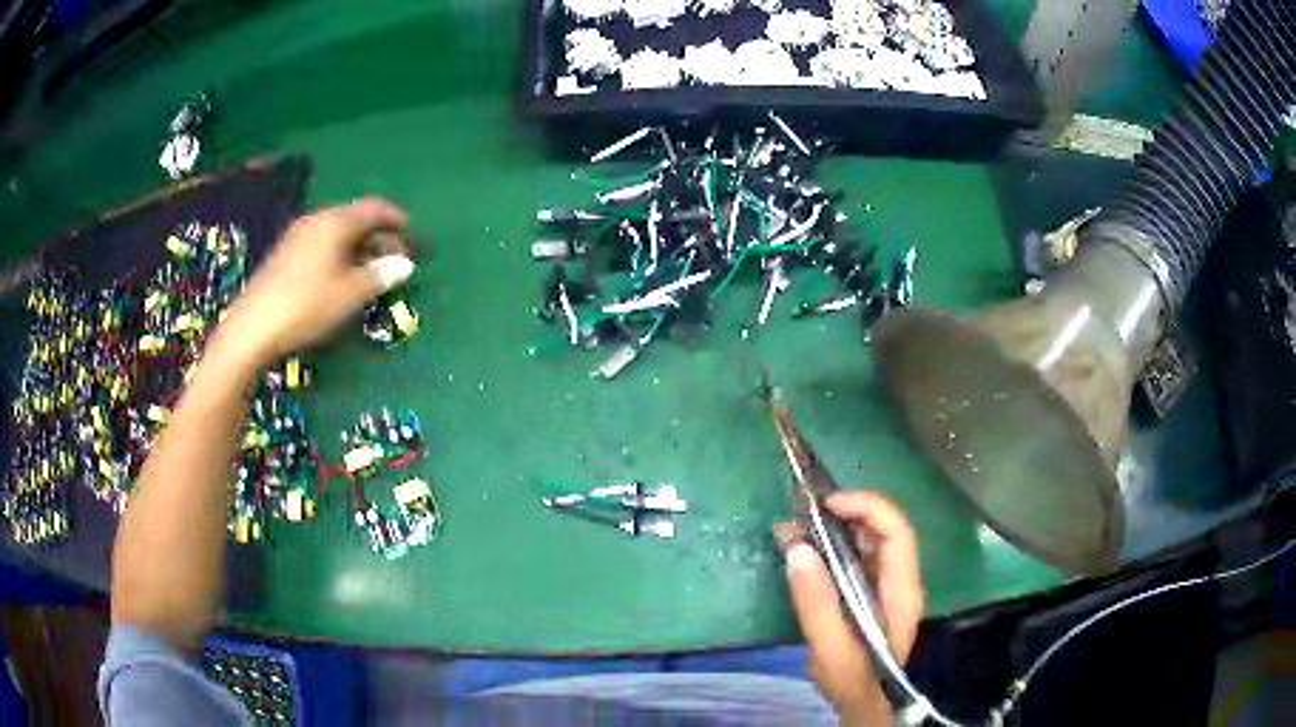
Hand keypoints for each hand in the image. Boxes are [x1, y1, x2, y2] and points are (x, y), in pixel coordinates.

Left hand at [212, 198, 411, 367]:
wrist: (252, 327)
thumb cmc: (306, 305)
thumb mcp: (349, 294)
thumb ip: (380, 276)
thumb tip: (405, 265)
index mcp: (335, 221)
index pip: (374, 208)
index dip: (396, 219)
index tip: (412, 236)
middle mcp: (317, 220)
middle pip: (356, 219)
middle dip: (379, 237)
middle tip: (395, 261)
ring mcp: (298, 236)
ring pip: (338, 233)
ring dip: (359, 248)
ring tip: (371, 273)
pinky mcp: (286, 254)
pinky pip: (322, 244)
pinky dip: (340, 254)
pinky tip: (341, 278)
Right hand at [777, 492, 924, 724]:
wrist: (861, 704)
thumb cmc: (852, 680)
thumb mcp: (830, 647)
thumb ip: (816, 603)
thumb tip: (798, 548)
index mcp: (901, 590)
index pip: (896, 532)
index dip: (868, 508)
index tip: (828, 504)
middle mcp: (898, 580)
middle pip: (883, 530)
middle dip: (846, 513)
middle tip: (804, 513)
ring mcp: (884, 585)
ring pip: (866, 542)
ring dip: (833, 528)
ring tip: (794, 527)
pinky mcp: (867, 592)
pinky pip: (852, 558)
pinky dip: (828, 547)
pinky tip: (800, 550)